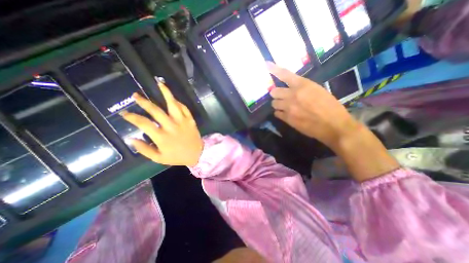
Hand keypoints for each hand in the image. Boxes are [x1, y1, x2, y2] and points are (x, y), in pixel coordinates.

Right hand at [121, 82, 201, 165]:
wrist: (197, 154)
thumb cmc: (178, 157)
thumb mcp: (159, 158)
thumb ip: (144, 150)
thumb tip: (131, 139)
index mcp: (161, 136)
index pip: (143, 123)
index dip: (132, 117)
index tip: (125, 113)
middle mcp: (171, 126)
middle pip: (156, 110)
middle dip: (144, 102)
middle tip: (136, 95)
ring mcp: (182, 121)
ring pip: (173, 104)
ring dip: (166, 93)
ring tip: (159, 84)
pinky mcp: (190, 120)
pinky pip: (184, 108)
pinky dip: (178, 103)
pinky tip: (174, 98)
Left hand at [268, 62, 359, 147]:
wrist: (334, 126)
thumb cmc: (331, 107)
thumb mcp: (318, 91)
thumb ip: (302, 89)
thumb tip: (291, 90)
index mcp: (303, 85)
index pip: (285, 74)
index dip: (275, 69)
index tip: (266, 64)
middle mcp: (293, 95)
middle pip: (273, 92)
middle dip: (276, 94)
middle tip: (281, 96)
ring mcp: (288, 108)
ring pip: (273, 103)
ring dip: (278, 104)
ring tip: (284, 106)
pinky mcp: (287, 119)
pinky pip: (277, 114)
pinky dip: (280, 113)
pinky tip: (286, 114)